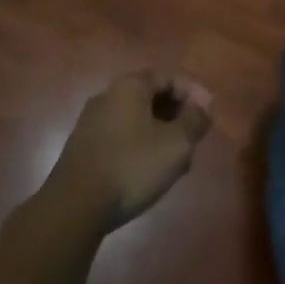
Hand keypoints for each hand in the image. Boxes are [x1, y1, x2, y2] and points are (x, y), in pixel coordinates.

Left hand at [45, 71, 212, 231]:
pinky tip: (152, 171)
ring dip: (162, 133)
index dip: (193, 93)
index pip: (169, 77)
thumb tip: (203, 108)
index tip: (209, 115)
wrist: (76, 206)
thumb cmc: (132, 166)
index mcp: (130, 86)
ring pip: (137, 119)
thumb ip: (195, 121)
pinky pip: (122, 136)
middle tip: (195, 139)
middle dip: (178, 115)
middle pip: (152, 96)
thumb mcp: (176, 144)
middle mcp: (108, 96)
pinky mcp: (85, 147)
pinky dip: (142, 146)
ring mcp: (92, 122)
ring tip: (179, 161)